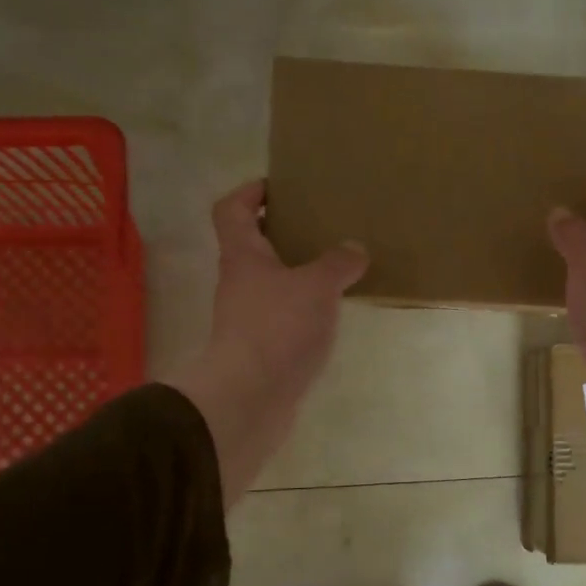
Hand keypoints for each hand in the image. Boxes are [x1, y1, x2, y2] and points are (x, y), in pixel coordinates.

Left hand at [164, 181, 368, 502]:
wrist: (250, 398)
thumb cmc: (277, 328)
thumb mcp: (317, 286)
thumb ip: (337, 263)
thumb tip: (354, 249)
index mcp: (243, 256)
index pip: (231, 210)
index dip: (249, 192)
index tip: (279, 187)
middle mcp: (239, 282)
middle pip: (252, 245)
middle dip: (282, 232)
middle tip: (319, 226)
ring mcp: (247, 317)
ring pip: (270, 282)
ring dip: (296, 272)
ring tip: (334, 268)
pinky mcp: (261, 347)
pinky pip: (282, 315)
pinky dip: (302, 308)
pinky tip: (330, 312)